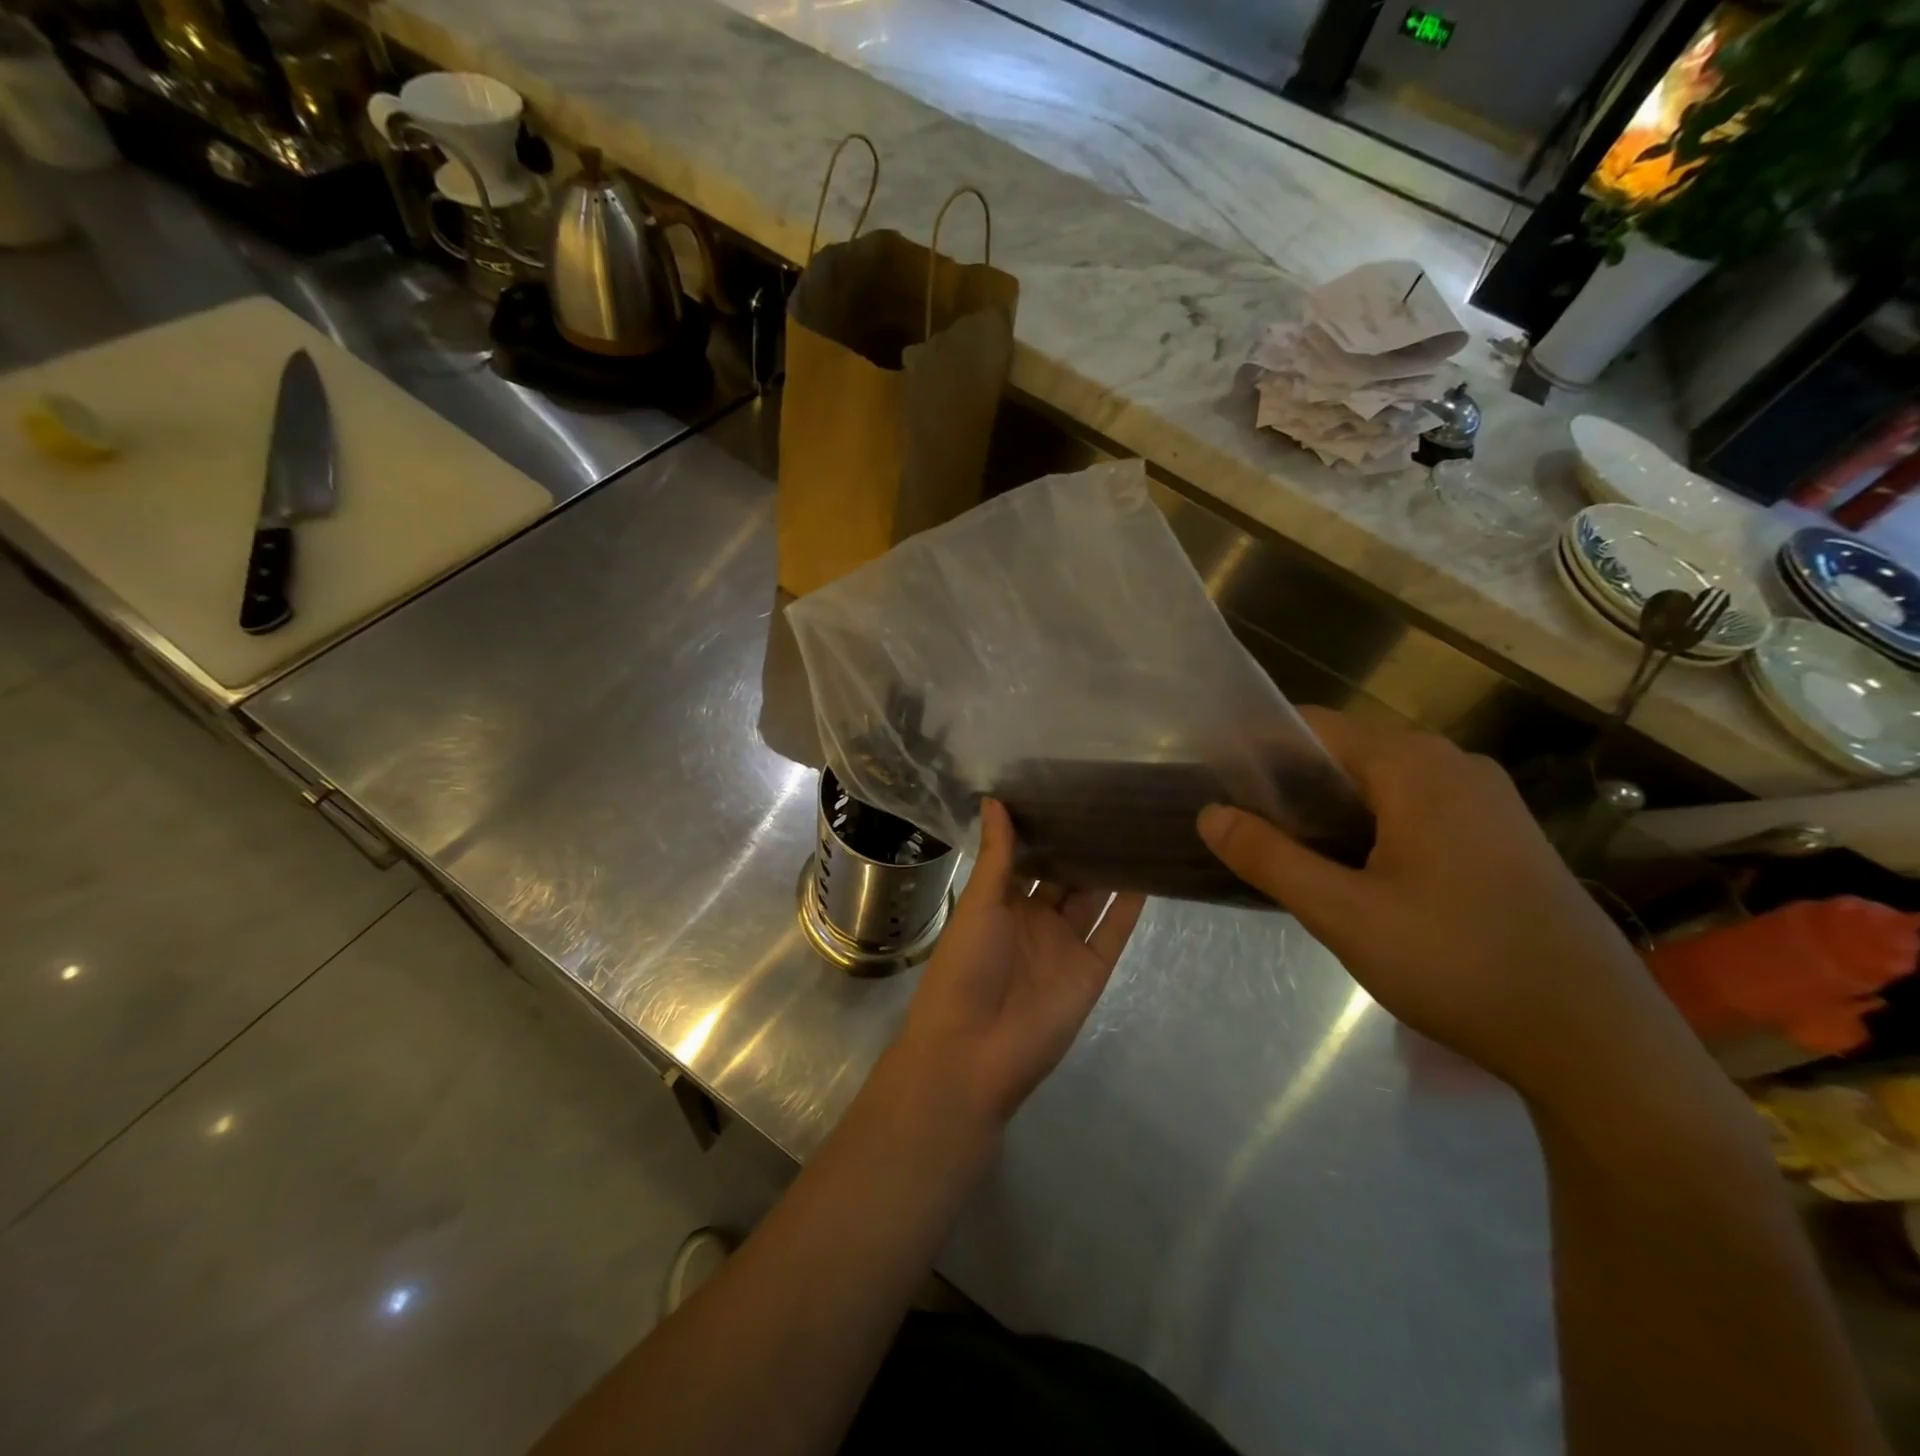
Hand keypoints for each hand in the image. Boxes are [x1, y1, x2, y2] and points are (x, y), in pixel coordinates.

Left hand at [894, 799, 1145, 1130]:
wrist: (974, 1052)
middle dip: (1083, 844)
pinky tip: (1150, 872)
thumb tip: (994, 799)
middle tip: (1112, 799)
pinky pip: (1114, 932)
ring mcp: (1065, 945)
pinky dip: (1131, 906)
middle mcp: (1035, 919)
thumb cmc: (965, 967)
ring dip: (1110, 869)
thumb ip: (997, 855)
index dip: (1045, 828)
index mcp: (1001, 902)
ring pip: (1093, 898)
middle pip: (1065, 875)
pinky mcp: (1091, 970)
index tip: (1066, 788)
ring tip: (1136, 825)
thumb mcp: (978, 904)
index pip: (1028, 857)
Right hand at [1197, 708, 1686, 1106]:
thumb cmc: (1458, 963)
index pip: (1314, 727)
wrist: (1595, 1040)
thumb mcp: (1343, 913)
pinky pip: (1414, 810)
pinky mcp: (1501, 835)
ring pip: (1380, 785)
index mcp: (1415, 766)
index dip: (1258, 750)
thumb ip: (1269, 857)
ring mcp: (1486, 800)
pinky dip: (1370, 827)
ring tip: (1284, 852)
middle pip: (1347, 753)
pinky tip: (1351, 873)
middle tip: (1242, 827)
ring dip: (1329, 811)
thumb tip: (1210, 814)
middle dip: (1290, 786)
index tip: (1216, 783)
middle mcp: (1453, 765)